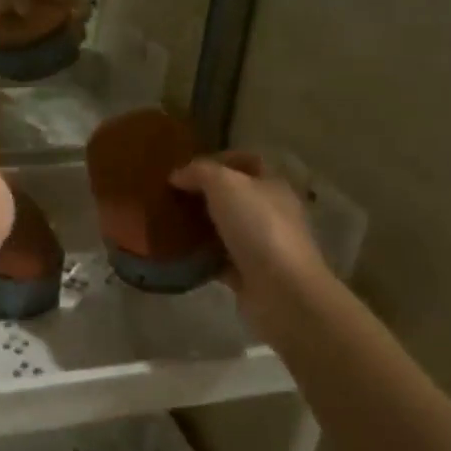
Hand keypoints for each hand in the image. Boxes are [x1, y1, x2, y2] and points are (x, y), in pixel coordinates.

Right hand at [169, 153, 331, 340]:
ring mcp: (262, 246)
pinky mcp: (249, 275)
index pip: (248, 162)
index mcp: (272, 185)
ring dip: (200, 226)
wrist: (282, 291)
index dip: (219, 159)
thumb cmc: (258, 227)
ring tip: (168, 223)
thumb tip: (177, 175)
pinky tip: (178, 254)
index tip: (187, 168)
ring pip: (226, 228)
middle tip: (171, 196)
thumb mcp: (225, 185)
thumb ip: (200, 172)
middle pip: (235, 196)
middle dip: (204, 194)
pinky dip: (200, 257)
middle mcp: (271, 213)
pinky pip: (219, 260)